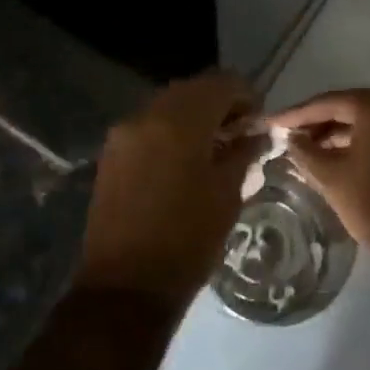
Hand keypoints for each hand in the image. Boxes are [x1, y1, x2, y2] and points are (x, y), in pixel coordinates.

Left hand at [80, 72, 258, 299]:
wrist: (126, 286)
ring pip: (168, 106)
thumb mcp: (227, 194)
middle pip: (191, 89)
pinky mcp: (112, 154)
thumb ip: (243, 153)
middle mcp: (146, 115)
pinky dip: (171, 131)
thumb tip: (255, 134)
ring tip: (215, 147)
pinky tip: (186, 160)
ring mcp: (123, 133)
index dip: (246, 95)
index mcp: (179, 121)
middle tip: (240, 132)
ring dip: (194, 116)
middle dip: (219, 103)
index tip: (258, 121)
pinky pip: (148, 126)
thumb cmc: (187, 239)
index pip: (221, 83)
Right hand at [268, 89, 369, 260]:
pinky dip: (359, 139)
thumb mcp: (329, 176)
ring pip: (368, 119)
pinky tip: (335, 153)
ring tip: (308, 147)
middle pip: (350, 106)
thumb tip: (292, 138)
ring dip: (338, 131)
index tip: (273, 122)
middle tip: (290, 133)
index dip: (298, 114)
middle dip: (318, 121)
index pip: (330, 102)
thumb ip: (304, 151)